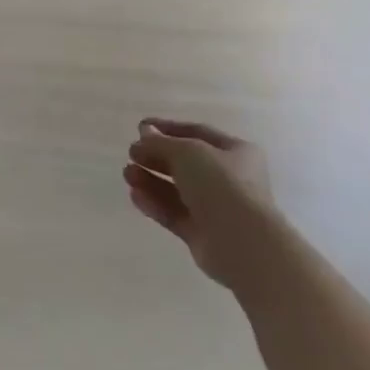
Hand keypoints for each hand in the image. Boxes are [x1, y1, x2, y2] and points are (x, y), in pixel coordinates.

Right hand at [124, 119, 273, 285]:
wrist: (243, 242)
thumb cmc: (221, 184)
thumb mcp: (188, 152)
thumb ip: (161, 143)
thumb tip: (143, 133)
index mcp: (235, 152)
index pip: (197, 133)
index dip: (167, 129)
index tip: (140, 127)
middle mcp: (228, 178)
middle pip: (185, 163)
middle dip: (155, 157)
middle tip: (131, 154)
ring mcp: (216, 208)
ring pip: (177, 190)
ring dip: (151, 180)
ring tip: (127, 174)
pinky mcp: (202, 233)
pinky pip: (174, 213)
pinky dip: (155, 203)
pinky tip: (134, 195)